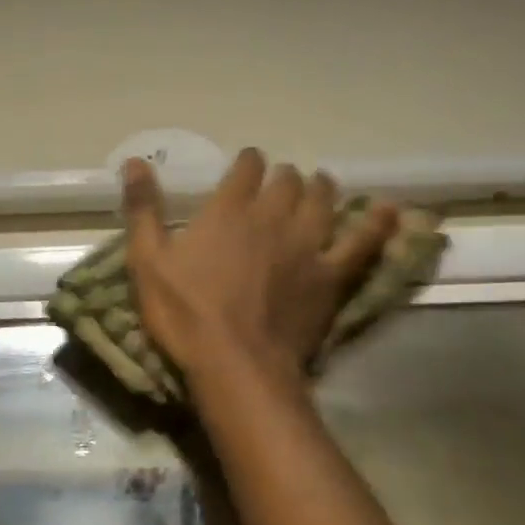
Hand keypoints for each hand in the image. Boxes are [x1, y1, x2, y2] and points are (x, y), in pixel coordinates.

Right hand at [120, 149, 396, 383]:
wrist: (234, 363)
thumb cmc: (184, 313)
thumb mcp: (146, 261)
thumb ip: (143, 209)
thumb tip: (134, 161)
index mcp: (228, 211)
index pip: (246, 169)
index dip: (248, 161)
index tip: (247, 163)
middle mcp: (272, 217)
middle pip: (287, 182)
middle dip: (283, 176)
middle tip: (280, 181)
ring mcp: (306, 245)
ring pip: (323, 201)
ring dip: (321, 188)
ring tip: (320, 185)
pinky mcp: (330, 275)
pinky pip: (362, 242)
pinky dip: (377, 224)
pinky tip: (390, 211)